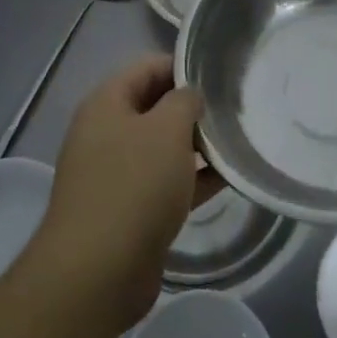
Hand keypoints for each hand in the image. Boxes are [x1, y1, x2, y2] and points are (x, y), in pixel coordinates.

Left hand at [35, 55, 220, 327]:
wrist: (98, 272)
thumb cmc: (134, 185)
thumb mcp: (167, 129)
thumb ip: (185, 101)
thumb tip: (190, 96)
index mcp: (106, 103)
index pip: (147, 67)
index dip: (182, 65)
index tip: (219, 72)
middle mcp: (106, 133)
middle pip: (155, 106)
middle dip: (192, 107)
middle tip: (234, 107)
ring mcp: (116, 174)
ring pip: (162, 147)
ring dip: (196, 145)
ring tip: (238, 140)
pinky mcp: (129, 210)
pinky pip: (166, 183)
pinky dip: (193, 179)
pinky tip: (228, 178)